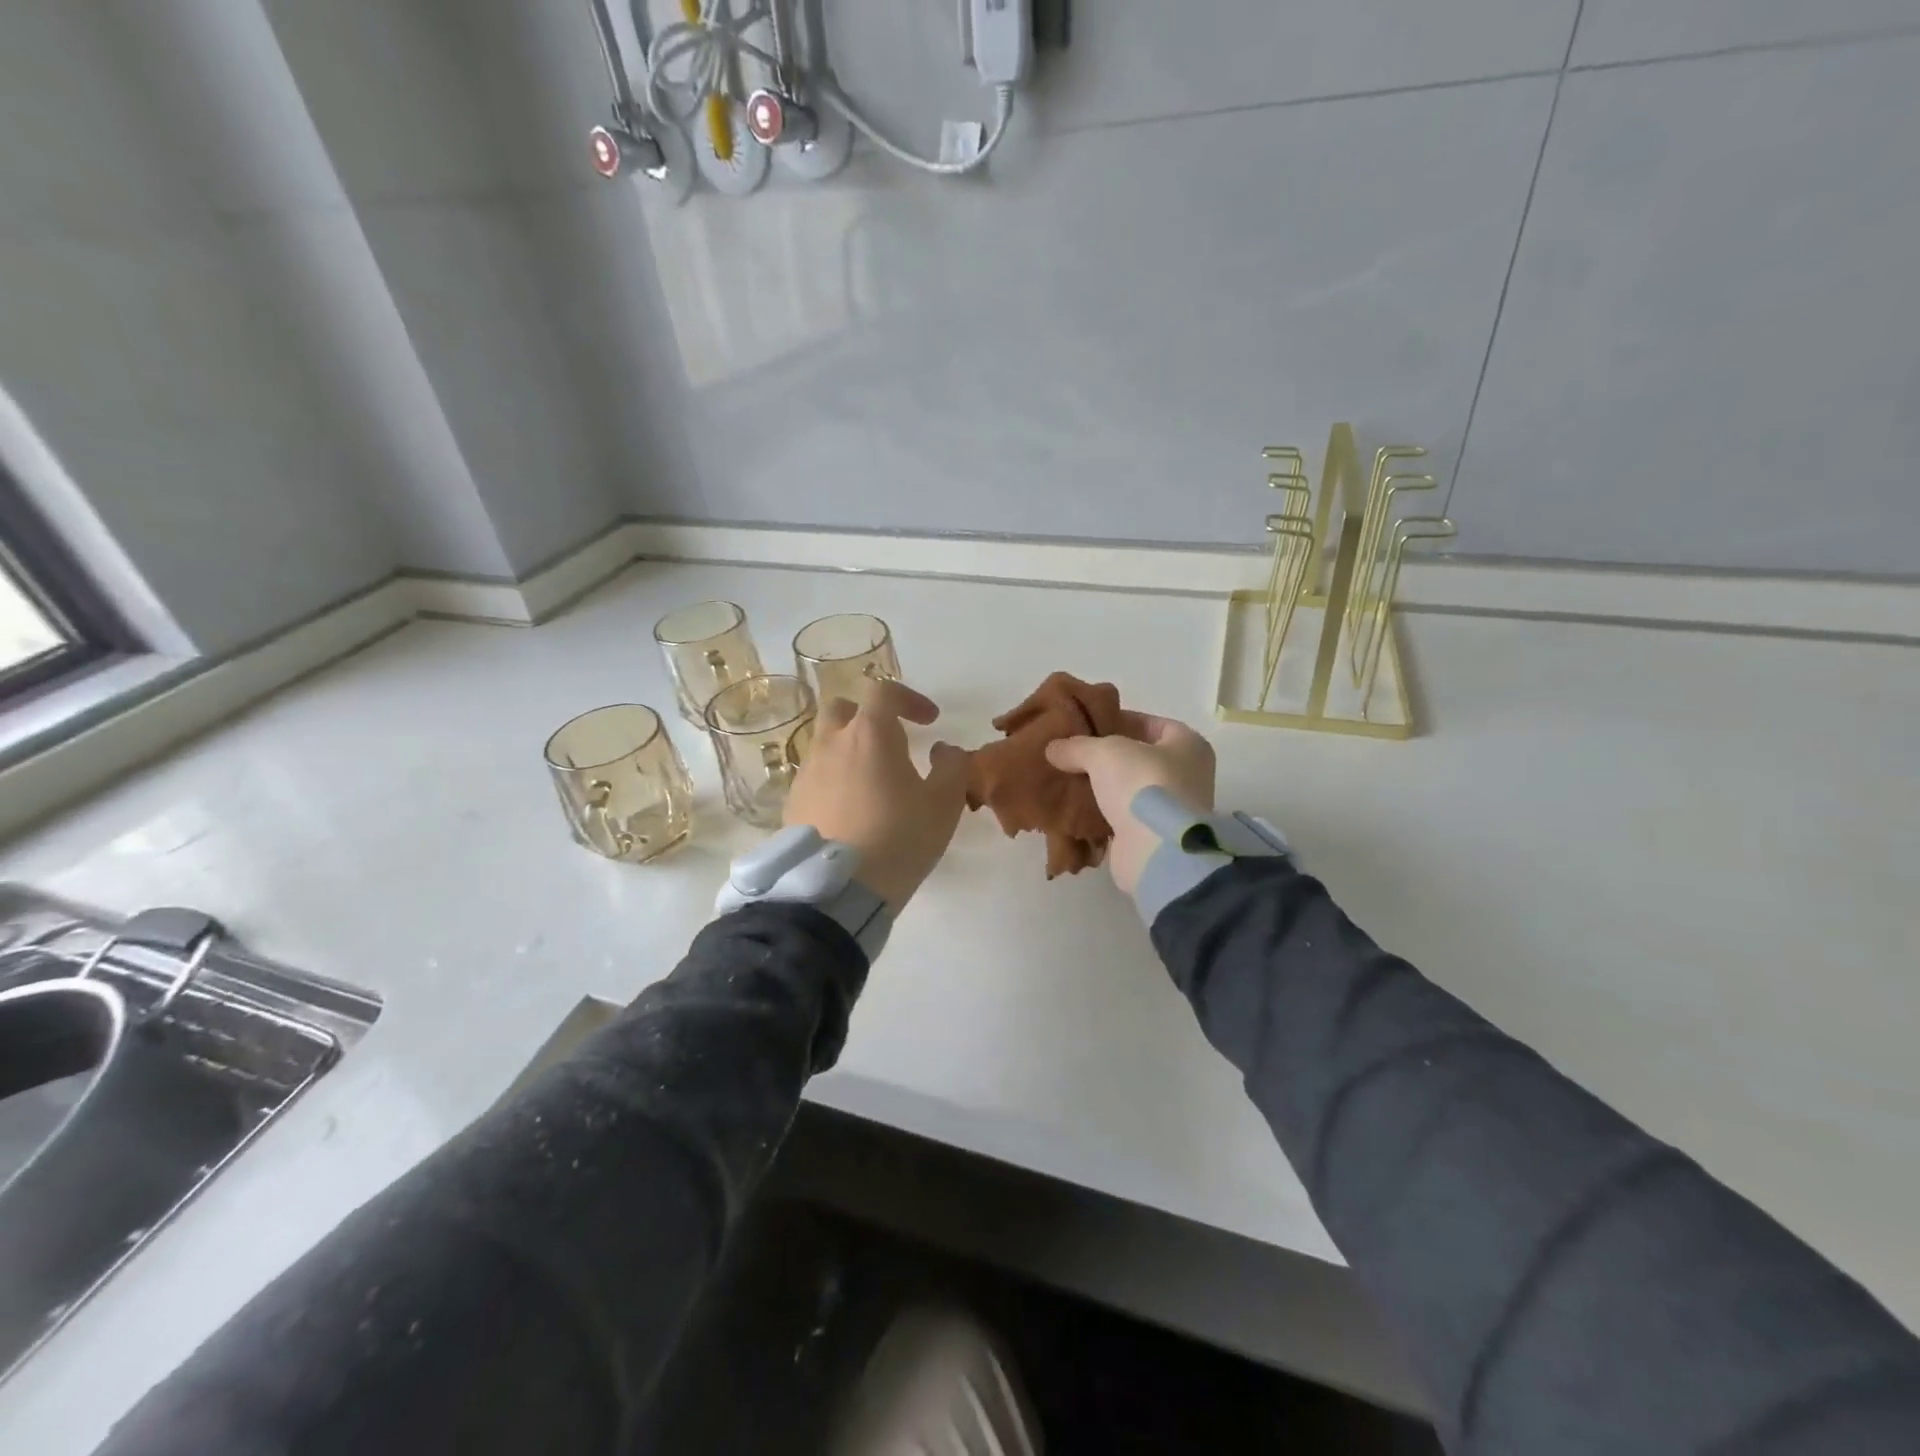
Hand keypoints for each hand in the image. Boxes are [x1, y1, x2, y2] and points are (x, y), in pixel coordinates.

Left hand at [784, 680, 970, 909]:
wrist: (838, 889)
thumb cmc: (899, 838)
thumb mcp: (944, 804)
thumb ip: (952, 766)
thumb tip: (944, 750)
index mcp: (868, 734)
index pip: (884, 691)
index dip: (910, 699)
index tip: (930, 722)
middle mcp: (830, 744)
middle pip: (842, 709)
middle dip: (868, 716)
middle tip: (891, 742)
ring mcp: (806, 773)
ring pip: (825, 743)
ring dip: (849, 749)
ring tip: (872, 782)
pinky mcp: (792, 803)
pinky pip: (815, 776)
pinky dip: (834, 779)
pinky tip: (850, 810)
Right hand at [1044, 712, 1216, 895]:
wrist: (1156, 851)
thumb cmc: (1142, 785)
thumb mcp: (1103, 752)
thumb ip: (1077, 746)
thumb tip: (1054, 748)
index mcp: (1189, 745)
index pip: (1151, 723)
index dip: (1119, 719)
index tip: (1087, 724)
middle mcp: (1187, 774)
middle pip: (1138, 757)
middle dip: (1106, 756)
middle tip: (1072, 752)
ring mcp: (1170, 808)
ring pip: (1128, 788)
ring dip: (1101, 786)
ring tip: (1067, 778)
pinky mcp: (1152, 836)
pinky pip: (1121, 816)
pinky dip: (1100, 813)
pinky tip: (1074, 807)